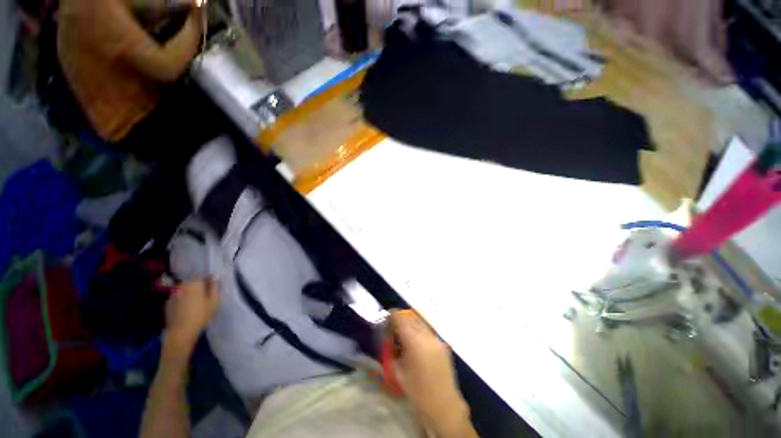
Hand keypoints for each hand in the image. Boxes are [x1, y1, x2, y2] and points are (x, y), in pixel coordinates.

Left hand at [164, 279, 219, 351]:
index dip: (209, 280)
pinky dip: (182, 300)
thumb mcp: (214, 301)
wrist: (180, 332)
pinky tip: (186, 309)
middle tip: (205, 296)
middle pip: (192, 282)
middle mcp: (182, 286)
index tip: (213, 287)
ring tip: (195, 303)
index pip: (203, 275)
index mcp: (195, 283)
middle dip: (199, 287)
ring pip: (185, 290)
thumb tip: (215, 276)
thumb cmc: (201, 316)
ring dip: (190, 293)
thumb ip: (215, 287)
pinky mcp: (168, 303)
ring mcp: (173, 294)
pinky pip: (178, 297)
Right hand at [388, 311, 472, 435]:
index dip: (392, 316)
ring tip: (405, 337)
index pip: (400, 318)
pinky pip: (428, 330)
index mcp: (414, 342)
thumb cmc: (418, 393)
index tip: (386, 321)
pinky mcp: (443, 344)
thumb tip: (387, 339)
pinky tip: (416, 344)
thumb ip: (391, 352)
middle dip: (400, 321)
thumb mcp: (398, 373)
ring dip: (410, 325)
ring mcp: (437, 339)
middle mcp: (427, 336)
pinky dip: (419, 331)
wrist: (444, 406)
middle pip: (410, 317)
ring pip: (420, 322)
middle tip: (393, 330)